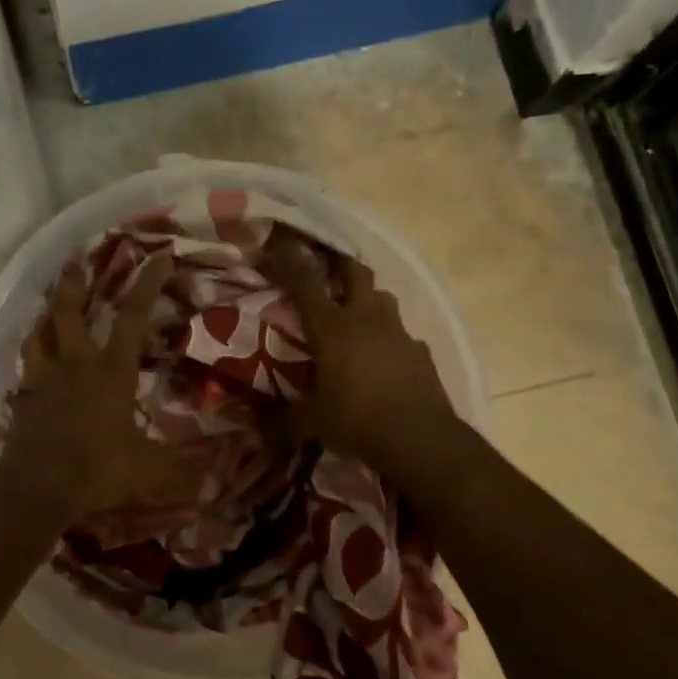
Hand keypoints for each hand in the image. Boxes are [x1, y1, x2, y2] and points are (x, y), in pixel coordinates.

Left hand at [1, 257, 193, 521]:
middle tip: (74, 261)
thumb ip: (179, 473)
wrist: (38, 487)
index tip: (158, 255)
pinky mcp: (25, 400)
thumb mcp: (147, 471)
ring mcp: (45, 380)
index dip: (147, 284)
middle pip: (68, 312)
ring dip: (44, 315)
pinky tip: (32, 358)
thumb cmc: (98, 468)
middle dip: (73, 283)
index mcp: (111, 371)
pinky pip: (26, 369)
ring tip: (47, 305)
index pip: (132, 317)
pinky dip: (31, 356)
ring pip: (39, 334)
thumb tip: (212, 485)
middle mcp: (76, 365)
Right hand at [263, 230, 463, 472]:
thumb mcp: (311, 422)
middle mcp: (365, 318)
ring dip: (366, 296)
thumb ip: (283, 419)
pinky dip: (388, 335)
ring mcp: (397, 331)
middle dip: (338, 262)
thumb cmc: (357, 421)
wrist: (420, 438)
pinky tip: (383, 355)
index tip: (282, 239)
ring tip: (355, 310)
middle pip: (354, 271)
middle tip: (326, 262)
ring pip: (382, 296)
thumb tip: (257, 429)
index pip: (305, 283)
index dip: (291, 258)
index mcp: (331, 328)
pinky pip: (401, 332)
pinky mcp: (420, 350)